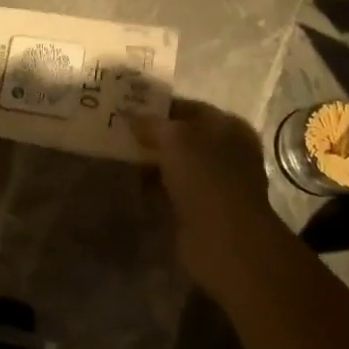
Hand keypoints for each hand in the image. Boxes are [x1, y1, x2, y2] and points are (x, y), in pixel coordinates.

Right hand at [130, 100, 285, 294]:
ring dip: (152, 164)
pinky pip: (173, 191)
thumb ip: (151, 123)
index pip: (189, 108)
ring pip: (177, 166)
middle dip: (153, 137)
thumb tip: (130, 115)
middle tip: (119, 134)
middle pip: (183, 138)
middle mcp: (228, 152)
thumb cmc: (205, 177)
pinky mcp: (204, 211)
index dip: (159, 107)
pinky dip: (155, 189)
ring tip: (121, 159)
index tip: (128, 110)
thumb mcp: (174, 138)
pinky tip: (133, 186)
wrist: (224, 240)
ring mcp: (217, 184)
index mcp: (229, 127)